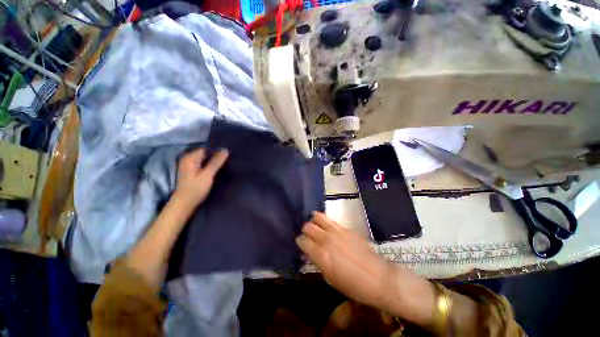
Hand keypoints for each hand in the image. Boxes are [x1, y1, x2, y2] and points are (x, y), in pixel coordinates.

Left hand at [173, 148, 228, 209]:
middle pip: (205, 154)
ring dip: (213, 161)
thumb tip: (225, 150)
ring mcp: (188, 165)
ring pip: (204, 159)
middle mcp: (188, 159)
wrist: (185, 203)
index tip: (227, 156)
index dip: (217, 151)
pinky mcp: (190, 172)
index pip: (206, 148)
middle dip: (215, 156)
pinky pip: (202, 164)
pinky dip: (208, 165)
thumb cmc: (196, 188)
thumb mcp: (208, 174)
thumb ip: (217, 162)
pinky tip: (215, 170)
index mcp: (190, 157)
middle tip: (227, 161)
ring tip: (223, 165)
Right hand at [296, 212, 391, 307]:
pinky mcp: (346, 228)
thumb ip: (317, 261)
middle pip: (307, 226)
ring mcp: (337, 231)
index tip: (301, 244)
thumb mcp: (330, 278)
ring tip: (315, 225)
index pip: (302, 240)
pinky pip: (331, 220)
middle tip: (308, 235)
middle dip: (305, 230)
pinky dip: (325, 222)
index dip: (299, 241)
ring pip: (318, 217)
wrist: (379, 278)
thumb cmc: (353, 286)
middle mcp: (326, 239)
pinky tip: (327, 227)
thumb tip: (310, 252)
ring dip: (314, 221)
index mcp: (321, 254)